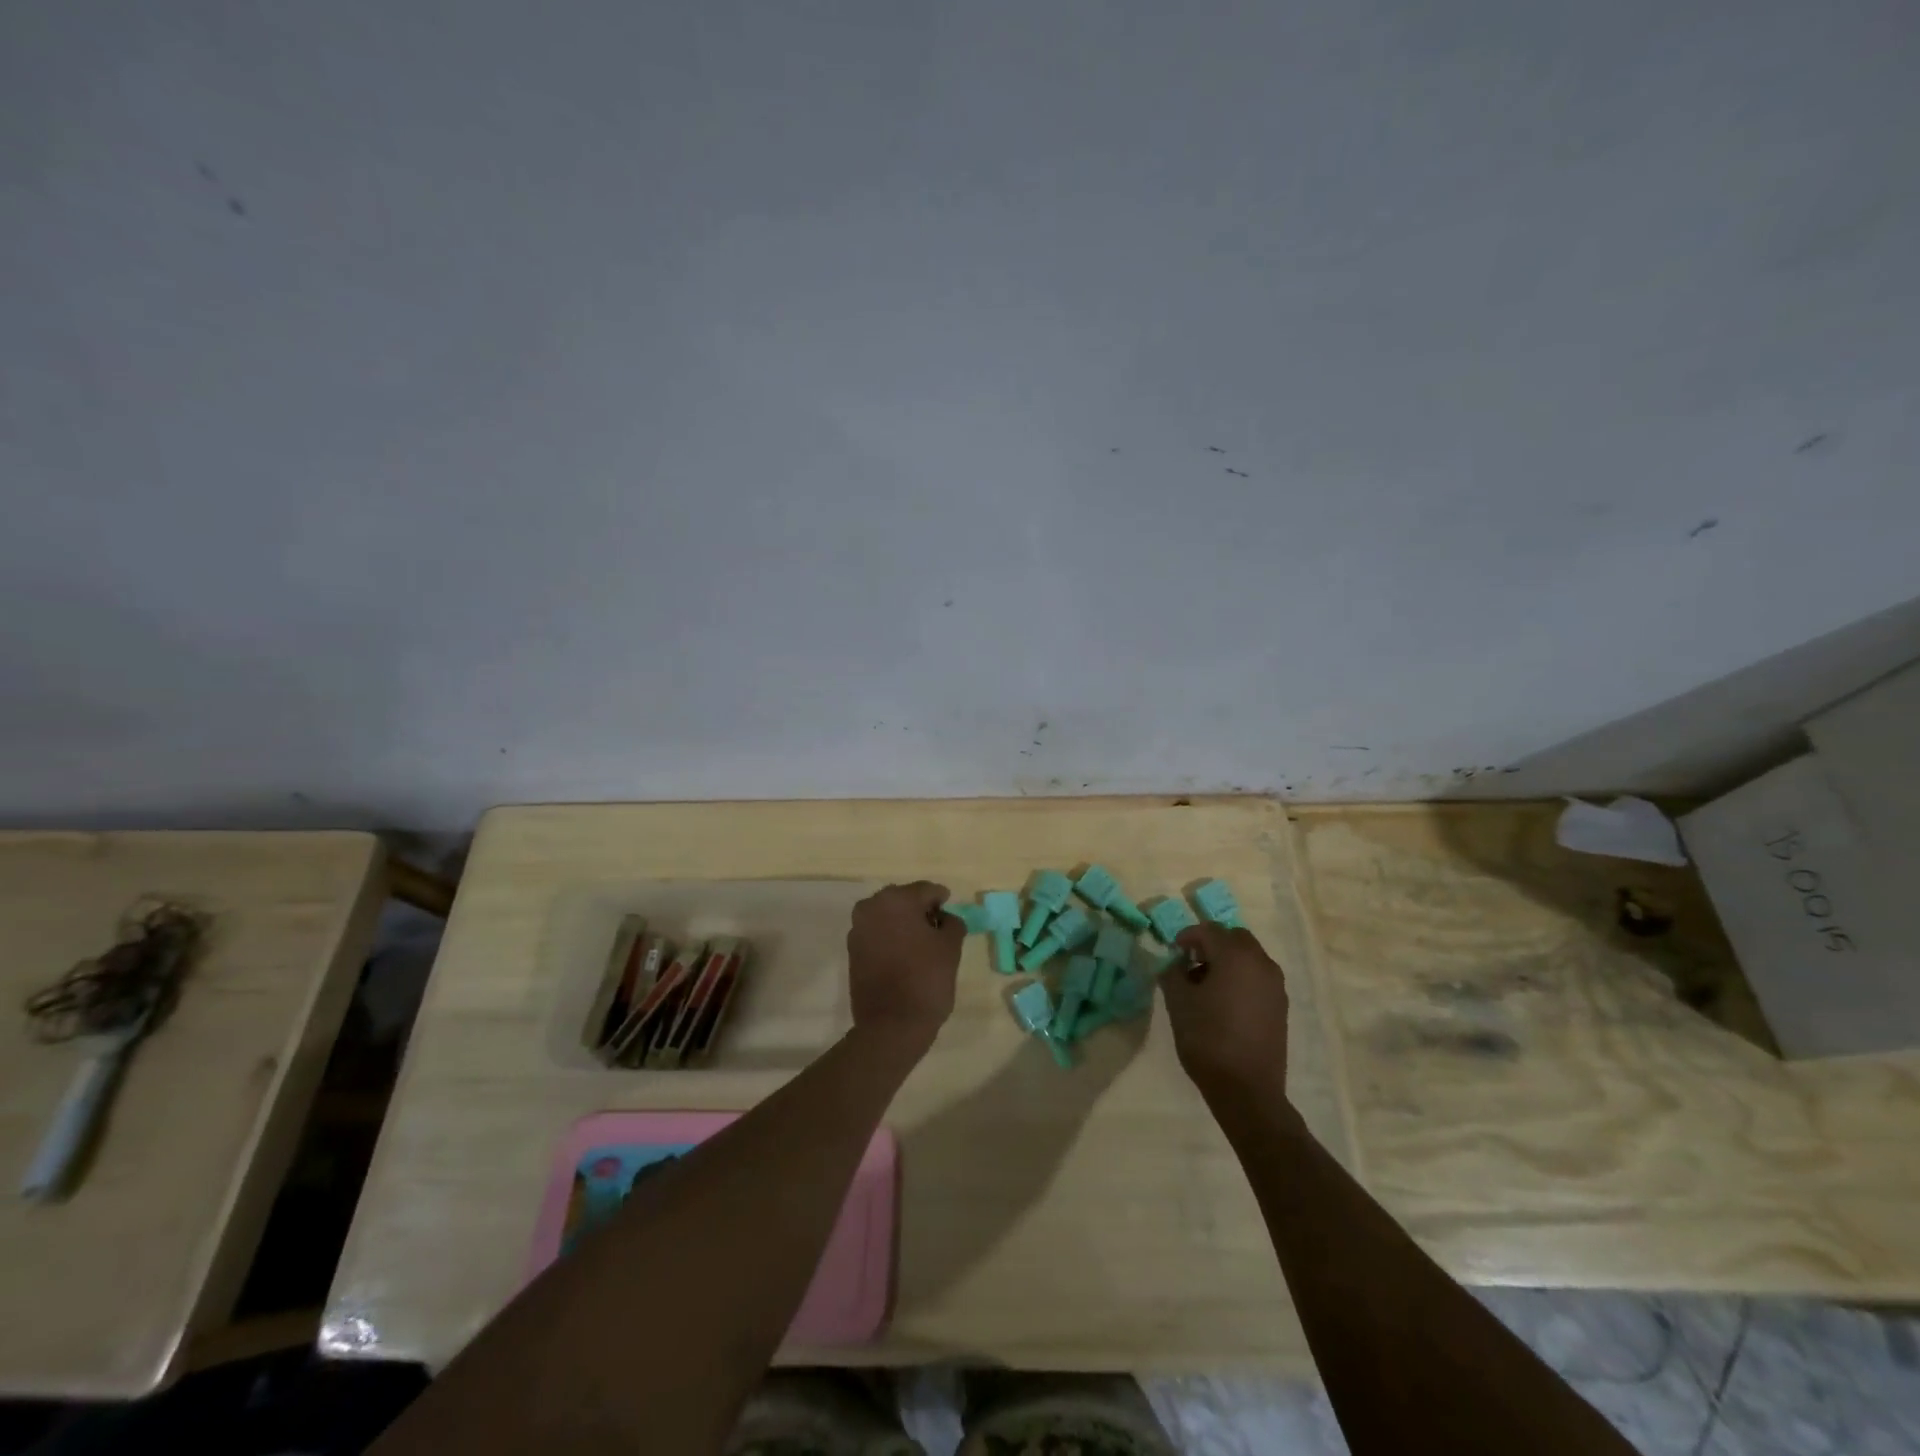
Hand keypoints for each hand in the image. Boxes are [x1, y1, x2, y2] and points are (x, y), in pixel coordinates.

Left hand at [846, 881, 963, 1055]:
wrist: (891, 1025)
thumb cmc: (926, 980)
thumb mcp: (951, 947)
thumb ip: (952, 923)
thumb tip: (945, 918)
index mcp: (896, 900)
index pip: (926, 890)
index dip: (942, 899)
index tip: (950, 911)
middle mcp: (871, 907)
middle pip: (903, 900)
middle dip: (920, 910)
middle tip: (938, 928)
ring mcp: (858, 929)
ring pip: (887, 917)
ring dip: (904, 924)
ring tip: (922, 944)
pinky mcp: (852, 951)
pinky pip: (876, 934)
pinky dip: (890, 938)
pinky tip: (905, 956)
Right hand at [1162, 924, 1289, 1099]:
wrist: (1247, 1090)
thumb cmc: (1207, 1039)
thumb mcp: (1178, 1002)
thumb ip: (1172, 974)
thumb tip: (1173, 963)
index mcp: (1236, 956)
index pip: (1209, 930)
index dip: (1187, 937)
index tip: (1172, 952)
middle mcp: (1261, 963)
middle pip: (1234, 938)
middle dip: (1211, 944)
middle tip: (1190, 963)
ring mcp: (1275, 986)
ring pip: (1249, 957)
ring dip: (1227, 961)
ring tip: (1205, 986)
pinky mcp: (1281, 1006)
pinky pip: (1258, 978)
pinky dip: (1241, 978)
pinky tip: (1224, 1003)